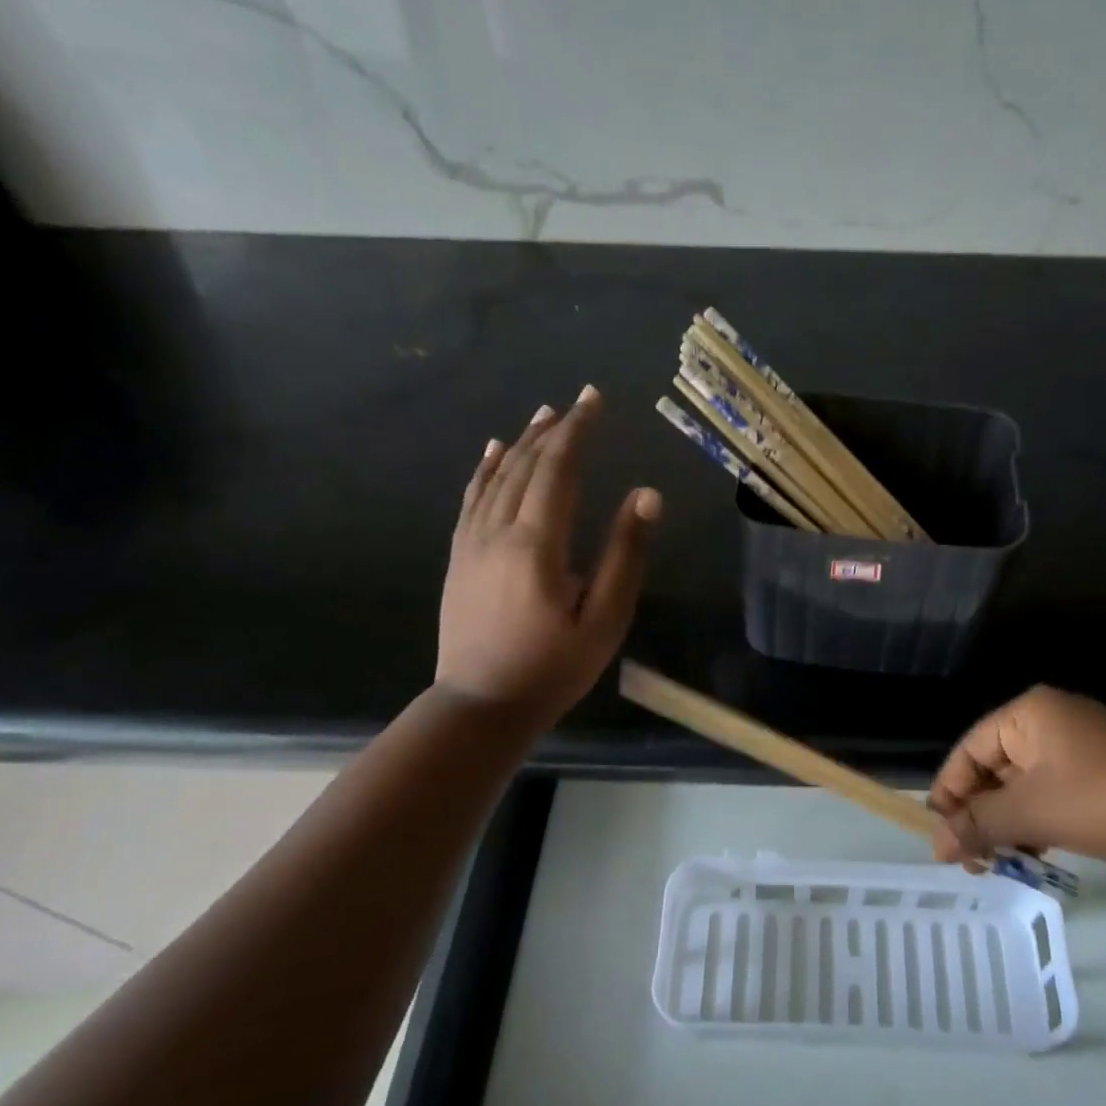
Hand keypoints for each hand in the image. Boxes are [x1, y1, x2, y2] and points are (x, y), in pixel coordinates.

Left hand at [437, 386, 660, 730]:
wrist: (480, 706)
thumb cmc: (553, 667)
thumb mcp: (605, 618)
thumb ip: (625, 553)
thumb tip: (646, 494)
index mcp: (538, 543)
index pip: (558, 470)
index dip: (577, 431)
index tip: (594, 399)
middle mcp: (499, 531)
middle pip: (525, 466)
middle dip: (553, 430)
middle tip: (576, 402)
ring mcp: (472, 543)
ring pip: (496, 477)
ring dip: (520, 443)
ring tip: (542, 416)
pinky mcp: (460, 557)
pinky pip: (471, 499)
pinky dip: (484, 470)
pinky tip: (491, 452)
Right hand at [928, 686, 1105, 871]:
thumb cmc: (1105, 801)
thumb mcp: (1033, 813)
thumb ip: (979, 824)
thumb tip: (936, 843)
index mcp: (1028, 713)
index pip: (969, 750)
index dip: (949, 794)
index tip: (939, 837)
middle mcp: (1048, 719)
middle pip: (994, 767)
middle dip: (980, 814)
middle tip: (971, 861)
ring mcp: (1078, 743)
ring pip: (1023, 784)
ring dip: (1008, 823)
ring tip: (1000, 865)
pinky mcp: (1100, 769)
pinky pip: (1052, 791)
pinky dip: (1037, 820)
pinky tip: (1035, 854)